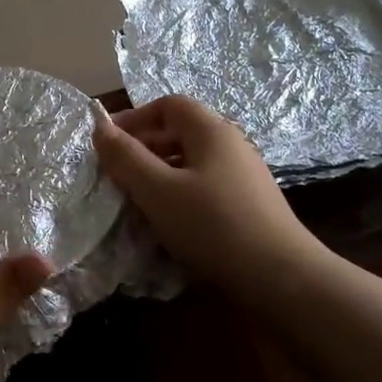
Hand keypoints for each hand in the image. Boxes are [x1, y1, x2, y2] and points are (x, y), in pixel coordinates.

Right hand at [92, 95, 324, 300]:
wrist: (281, 276)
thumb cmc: (213, 225)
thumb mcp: (158, 190)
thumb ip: (126, 158)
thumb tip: (99, 127)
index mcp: (211, 130)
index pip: (168, 105)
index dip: (134, 118)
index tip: (107, 143)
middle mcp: (231, 144)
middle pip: (180, 132)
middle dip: (144, 148)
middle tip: (116, 175)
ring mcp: (244, 174)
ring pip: (191, 162)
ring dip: (160, 174)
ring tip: (136, 201)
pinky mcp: (249, 203)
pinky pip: (205, 185)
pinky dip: (180, 194)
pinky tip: (169, 221)